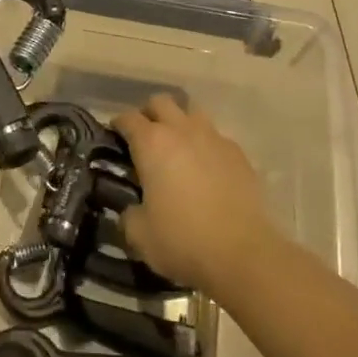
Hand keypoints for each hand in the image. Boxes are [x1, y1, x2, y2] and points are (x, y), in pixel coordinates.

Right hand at [111, 95, 279, 297]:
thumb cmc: (182, 239)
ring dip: (180, 123)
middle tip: (145, 139)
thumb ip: (128, 213)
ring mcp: (214, 139)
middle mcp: (182, 130)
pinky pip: (216, 137)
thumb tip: (131, 209)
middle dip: (149, 114)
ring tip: (177, 149)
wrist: (243, 254)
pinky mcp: (239, 154)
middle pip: (161, 102)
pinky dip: (206, 145)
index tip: (114, 138)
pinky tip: (206, 169)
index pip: (127, 118)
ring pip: (192, 113)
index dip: (117, 125)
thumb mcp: (139, 234)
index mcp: (152, 143)